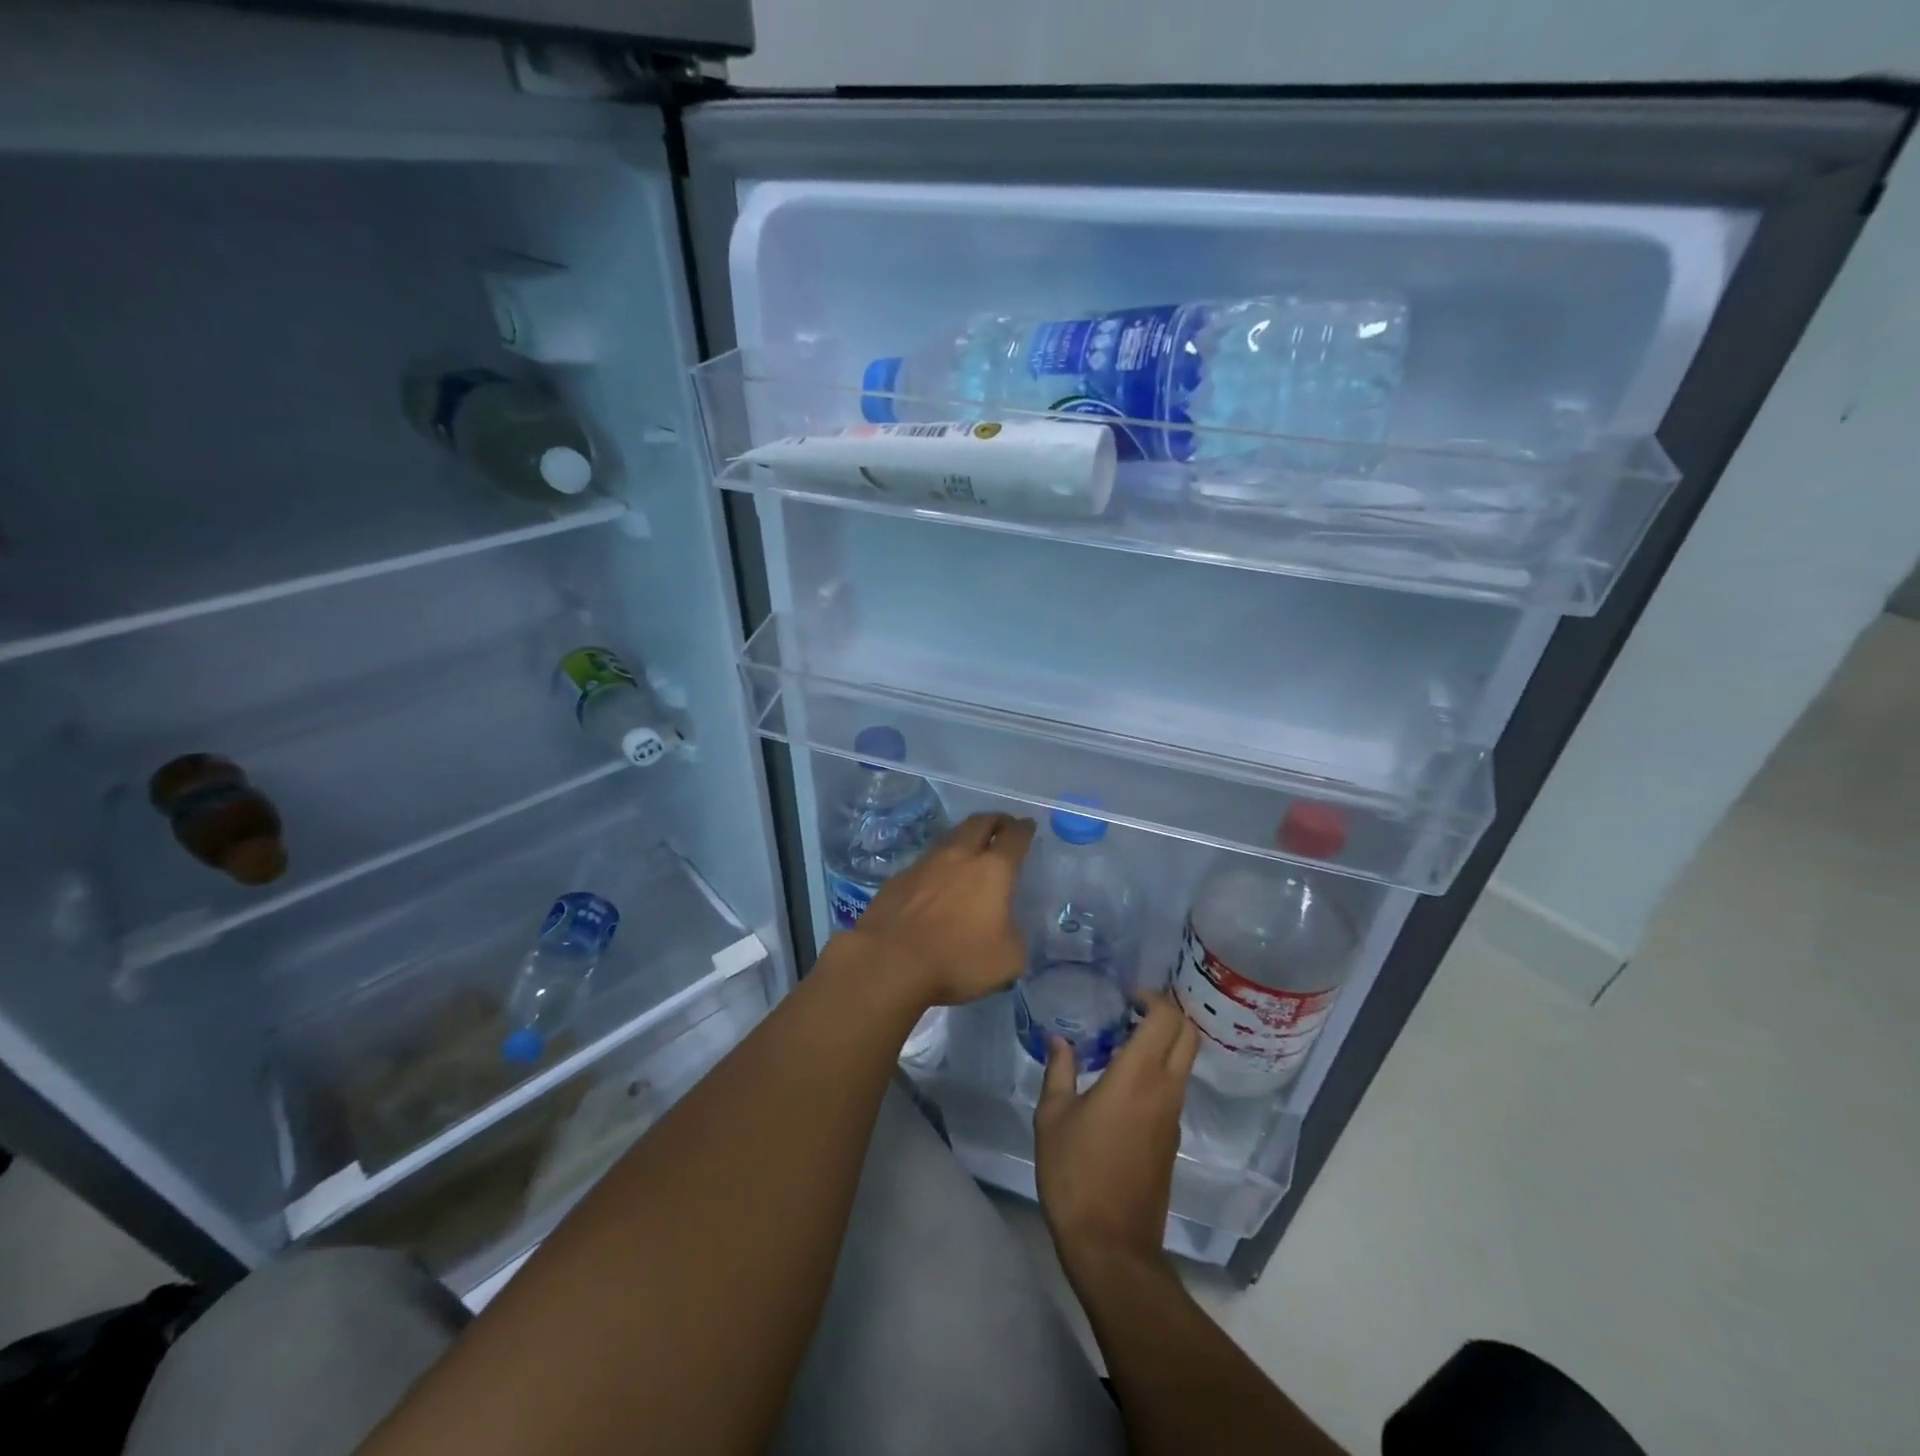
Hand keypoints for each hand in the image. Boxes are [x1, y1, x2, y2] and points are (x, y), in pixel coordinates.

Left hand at [844, 811, 1036, 1008]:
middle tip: (1002, 825)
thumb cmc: (957, 959)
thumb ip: (1014, 936)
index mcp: (993, 870)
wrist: (890, 961)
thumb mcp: (1008, 960)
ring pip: (950, 837)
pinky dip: (938, 863)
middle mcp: (959, 856)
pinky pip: (925, 862)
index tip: (1027, 826)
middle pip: (979, 823)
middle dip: (995, 820)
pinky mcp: (898, 878)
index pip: (1014, 837)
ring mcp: (924, 864)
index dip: (1024, 829)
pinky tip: (936, 878)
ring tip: (970, 847)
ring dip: (964, 837)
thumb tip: (1007, 928)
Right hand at [1034, 993, 1198, 1277]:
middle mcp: (1165, 1090)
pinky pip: (1174, 1088)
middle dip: (1167, 1013)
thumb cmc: (1076, 1174)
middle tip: (1131, 1009)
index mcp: (1138, 1076)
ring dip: (1163, 1042)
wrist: (1112, 1246)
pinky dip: (1158, 1069)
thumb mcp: (1052, 1117)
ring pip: (1184, 1062)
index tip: (1126, 995)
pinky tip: (1122, 1080)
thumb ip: (1059, 1071)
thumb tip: (1058, 1040)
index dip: (1153, 997)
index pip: (1166, 1019)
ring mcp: (1173, 1117)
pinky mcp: (1171, 1139)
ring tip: (1120, 1041)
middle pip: (1188, 1035)